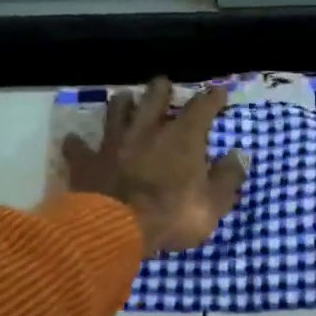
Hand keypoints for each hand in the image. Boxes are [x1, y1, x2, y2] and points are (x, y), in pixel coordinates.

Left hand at [63, 77, 247, 256]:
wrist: (116, 229)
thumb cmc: (172, 216)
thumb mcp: (213, 203)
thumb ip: (228, 178)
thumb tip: (240, 155)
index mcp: (182, 137)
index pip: (202, 107)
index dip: (212, 98)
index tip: (219, 93)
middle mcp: (147, 130)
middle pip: (154, 97)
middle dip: (161, 89)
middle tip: (164, 86)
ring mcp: (113, 142)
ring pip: (116, 110)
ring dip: (122, 104)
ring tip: (125, 100)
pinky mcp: (87, 161)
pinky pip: (78, 147)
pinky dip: (78, 144)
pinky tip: (75, 141)